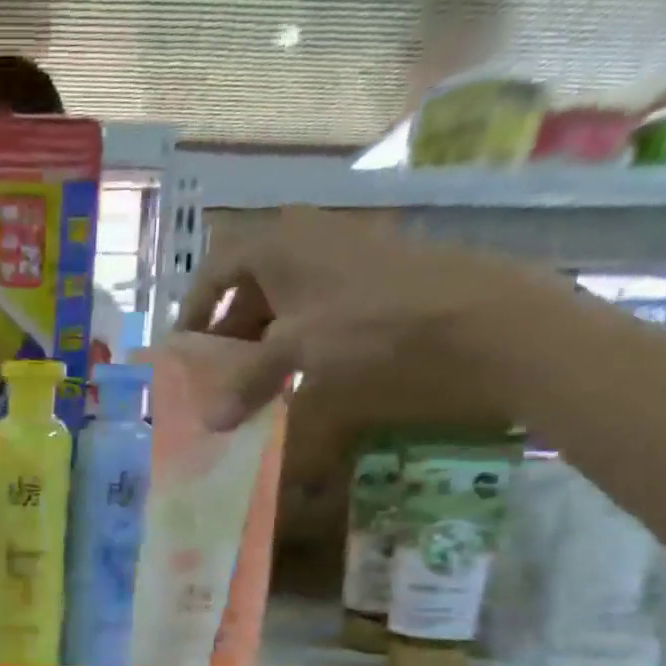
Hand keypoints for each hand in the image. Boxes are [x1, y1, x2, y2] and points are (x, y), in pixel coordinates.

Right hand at [164, 208, 579, 591]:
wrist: (481, 319)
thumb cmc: (374, 324)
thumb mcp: (298, 350)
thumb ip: (249, 382)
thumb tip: (210, 422)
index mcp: (279, 243)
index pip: (215, 269)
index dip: (194, 311)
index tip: (184, 354)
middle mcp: (307, 243)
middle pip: (249, 289)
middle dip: (229, 337)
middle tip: (217, 383)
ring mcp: (344, 263)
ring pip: (284, 305)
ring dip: (263, 347)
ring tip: (254, 391)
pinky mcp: (373, 286)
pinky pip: (316, 315)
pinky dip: (298, 346)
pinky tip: (300, 380)